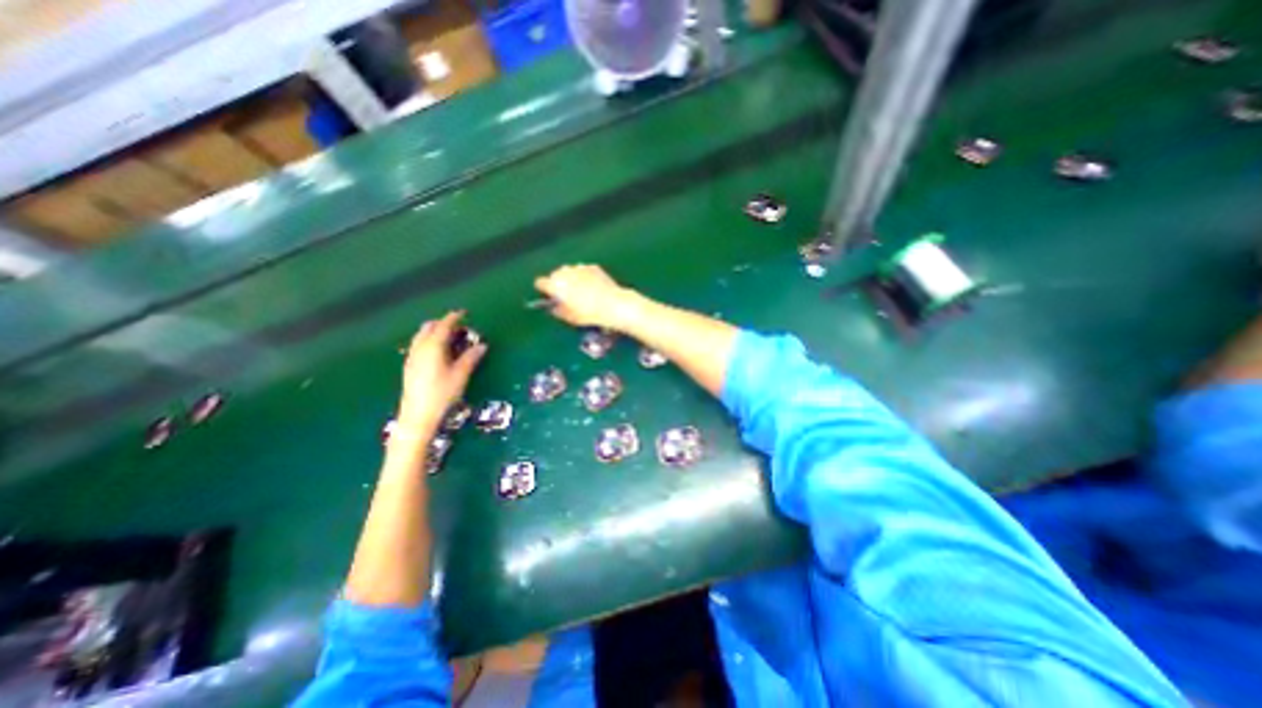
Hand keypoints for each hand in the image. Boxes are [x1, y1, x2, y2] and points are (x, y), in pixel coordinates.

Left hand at [395, 309, 483, 439]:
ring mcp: (412, 357)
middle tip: (457, 325)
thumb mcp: (460, 375)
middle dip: (442, 323)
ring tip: (448, 336)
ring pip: (421, 336)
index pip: (443, 326)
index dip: (453, 318)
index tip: (463, 313)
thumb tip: (482, 345)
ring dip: (434, 331)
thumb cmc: (442, 394)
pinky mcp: (410, 366)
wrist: (417, 415)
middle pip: (428, 328)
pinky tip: (437, 350)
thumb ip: (470, 358)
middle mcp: (420, 348)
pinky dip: (428, 340)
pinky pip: (418, 345)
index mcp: (433, 347)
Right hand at [533, 265, 640, 331]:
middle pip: (555, 275)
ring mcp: (579, 267)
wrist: (612, 304)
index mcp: (555, 284)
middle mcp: (565, 272)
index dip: (544, 290)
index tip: (549, 296)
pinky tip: (593, 287)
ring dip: (572, 278)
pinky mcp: (593, 267)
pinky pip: (584, 271)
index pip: (540, 283)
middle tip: (566, 295)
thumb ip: (557, 310)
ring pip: (570, 271)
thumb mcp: (569, 317)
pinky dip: (585, 277)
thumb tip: (554, 307)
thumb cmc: (588, 314)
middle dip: (558, 283)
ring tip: (581, 291)